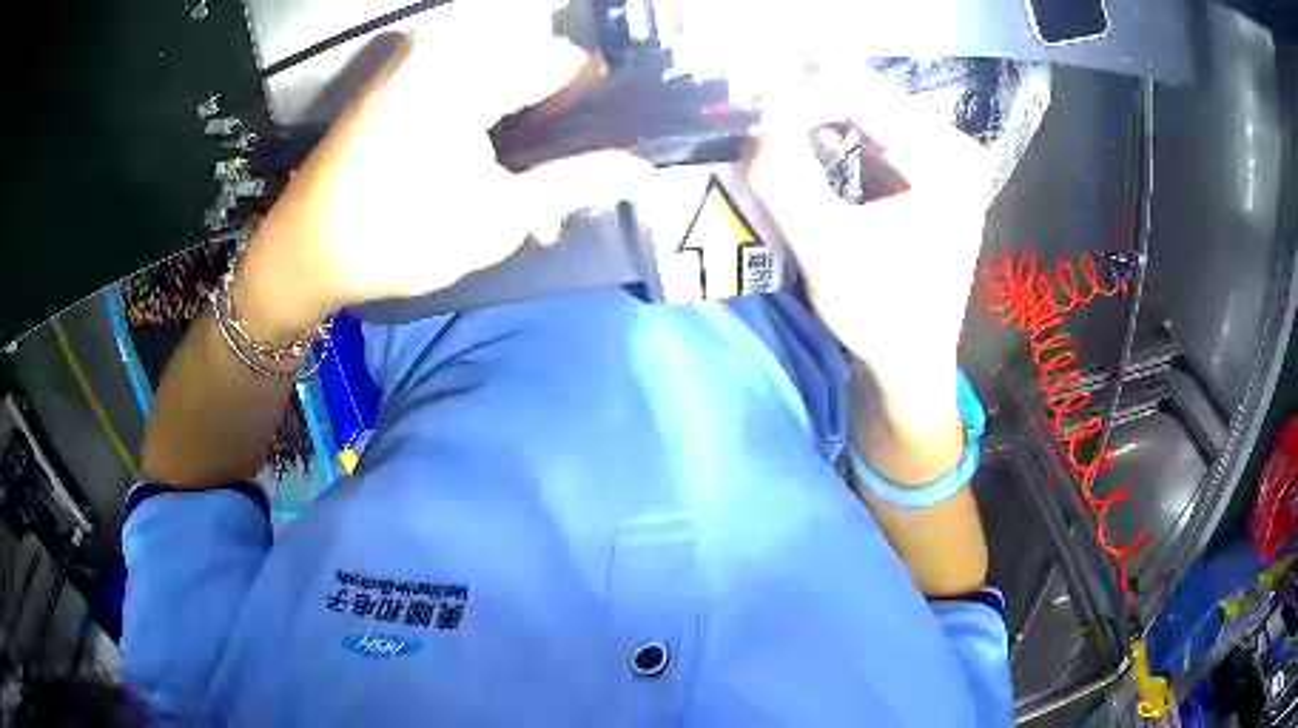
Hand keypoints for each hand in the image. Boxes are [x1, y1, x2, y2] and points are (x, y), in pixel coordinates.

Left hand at [236, 0, 647, 340]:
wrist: (302, 252)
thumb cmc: (394, 237)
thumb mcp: (498, 218)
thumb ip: (579, 182)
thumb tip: (647, 173)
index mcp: (469, 66)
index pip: (569, 64)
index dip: (595, 112)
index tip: (601, 161)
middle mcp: (447, 44)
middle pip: (538, 67)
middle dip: (558, 126)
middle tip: (556, 189)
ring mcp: (421, 57)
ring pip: (506, 74)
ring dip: (524, 129)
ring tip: (523, 189)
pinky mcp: (404, 75)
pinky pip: (469, 80)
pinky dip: (489, 120)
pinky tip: (488, 169)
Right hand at [749, 69, 991, 431]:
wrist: (910, 364)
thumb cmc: (880, 317)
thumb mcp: (827, 252)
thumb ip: (786, 182)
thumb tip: (753, 125)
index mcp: (948, 160)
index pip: (860, 92)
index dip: (797, 96)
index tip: (751, 122)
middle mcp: (953, 146)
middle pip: (864, 94)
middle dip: (802, 105)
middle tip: (754, 126)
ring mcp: (942, 156)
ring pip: (862, 108)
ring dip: (811, 117)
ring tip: (771, 137)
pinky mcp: (924, 169)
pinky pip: (867, 130)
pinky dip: (827, 134)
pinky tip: (801, 150)